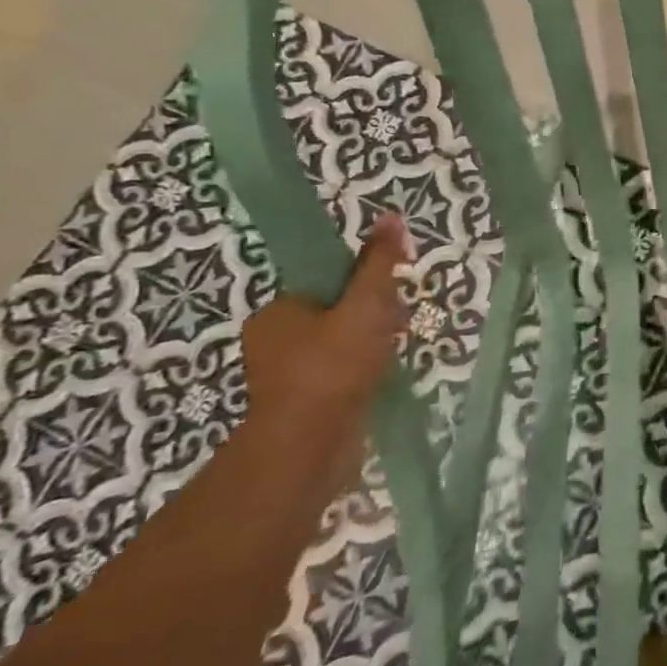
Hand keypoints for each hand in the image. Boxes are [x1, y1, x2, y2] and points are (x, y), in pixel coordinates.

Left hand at [239, 215, 409, 472]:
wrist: (308, 449)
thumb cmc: (333, 368)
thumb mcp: (365, 305)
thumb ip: (379, 264)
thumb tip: (391, 216)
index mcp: (278, 311)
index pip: (326, 281)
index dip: (362, 284)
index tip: (386, 299)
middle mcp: (273, 340)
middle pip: (336, 310)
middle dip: (371, 317)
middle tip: (392, 329)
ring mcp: (286, 375)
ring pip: (340, 343)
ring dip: (370, 345)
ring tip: (390, 355)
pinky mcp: (303, 403)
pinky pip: (340, 373)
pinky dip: (362, 372)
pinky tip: (380, 378)